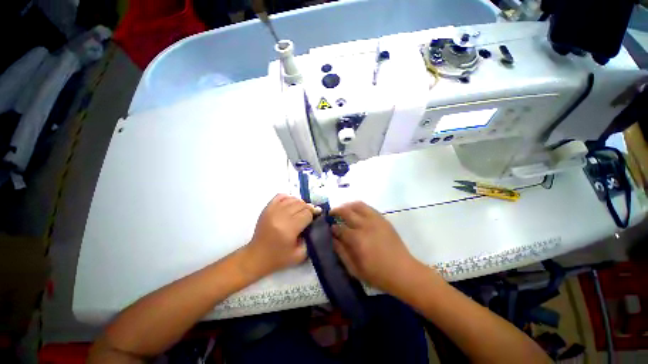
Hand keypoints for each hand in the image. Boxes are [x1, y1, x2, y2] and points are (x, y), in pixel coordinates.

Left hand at [244, 194, 320, 278]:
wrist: (257, 256)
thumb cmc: (279, 258)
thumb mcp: (300, 255)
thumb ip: (311, 239)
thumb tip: (315, 222)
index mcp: (289, 229)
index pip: (307, 214)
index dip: (313, 215)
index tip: (316, 217)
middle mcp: (280, 216)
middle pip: (301, 204)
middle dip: (308, 208)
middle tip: (310, 214)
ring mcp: (272, 210)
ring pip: (292, 199)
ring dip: (300, 203)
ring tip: (301, 210)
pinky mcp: (267, 208)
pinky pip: (281, 196)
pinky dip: (289, 198)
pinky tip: (291, 205)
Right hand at [330, 201, 421, 293]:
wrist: (403, 271)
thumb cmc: (377, 274)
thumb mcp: (355, 269)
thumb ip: (341, 252)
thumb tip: (333, 239)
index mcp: (357, 239)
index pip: (339, 228)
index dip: (332, 228)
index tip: (330, 228)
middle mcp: (365, 225)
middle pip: (346, 211)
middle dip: (336, 211)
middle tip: (331, 213)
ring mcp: (375, 220)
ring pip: (358, 205)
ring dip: (347, 205)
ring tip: (343, 209)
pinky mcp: (383, 219)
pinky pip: (368, 208)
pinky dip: (359, 207)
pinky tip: (357, 212)